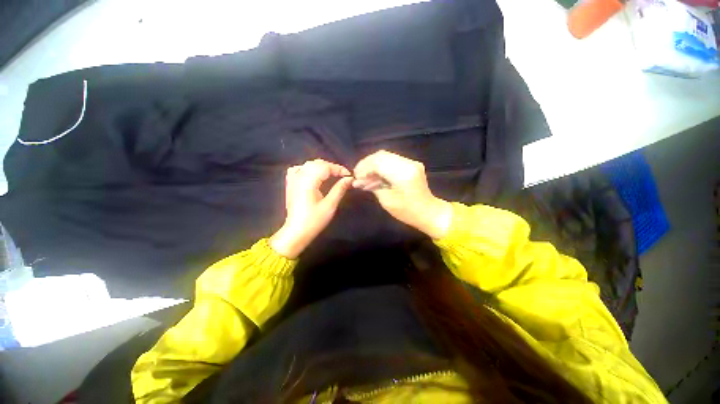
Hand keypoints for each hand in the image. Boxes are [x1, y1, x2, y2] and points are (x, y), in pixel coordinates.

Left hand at [270, 159, 352, 258]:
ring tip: (331, 174)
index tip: (348, 175)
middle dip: (331, 167)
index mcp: (308, 182)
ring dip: (321, 167)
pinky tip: (312, 174)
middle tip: (342, 176)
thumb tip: (349, 179)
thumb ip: (339, 189)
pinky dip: (307, 168)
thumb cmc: (314, 221)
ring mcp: (293, 180)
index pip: (325, 167)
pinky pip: (298, 169)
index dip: (338, 169)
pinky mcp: (290, 184)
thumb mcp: (330, 205)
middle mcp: (299, 177)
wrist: (296, 231)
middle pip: (317, 163)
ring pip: (308, 164)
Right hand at [352, 150, 451, 238]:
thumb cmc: (408, 211)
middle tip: (358, 175)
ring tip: (364, 176)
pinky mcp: (411, 165)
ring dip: (373, 165)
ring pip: (386, 156)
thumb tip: (358, 181)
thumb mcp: (387, 201)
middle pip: (381, 155)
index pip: (378, 162)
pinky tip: (374, 176)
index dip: (364, 168)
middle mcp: (408, 163)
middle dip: (366, 164)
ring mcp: (411, 162)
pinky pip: (392, 160)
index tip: (355, 177)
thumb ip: (373, 187)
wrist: (429, 212)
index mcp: (403, 174)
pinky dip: (381, 166)